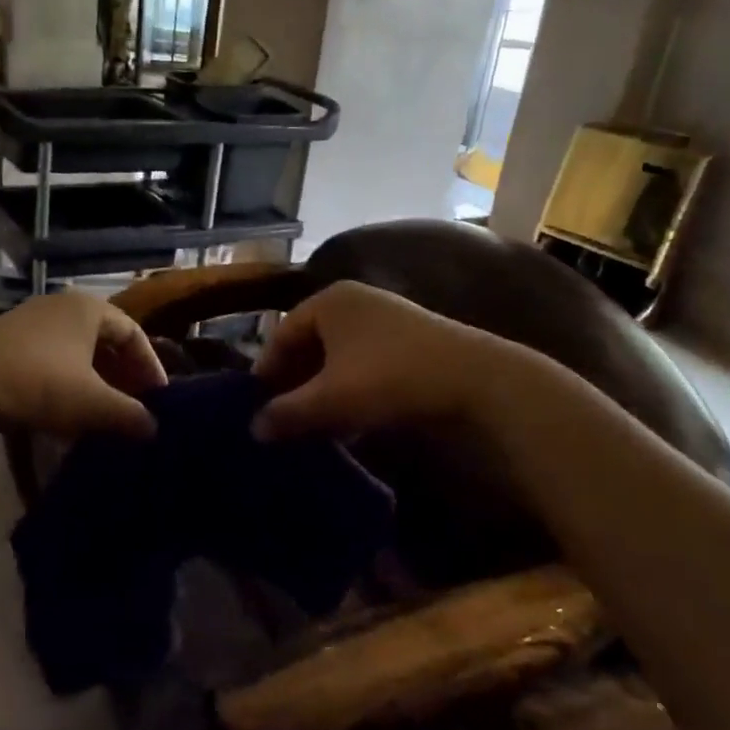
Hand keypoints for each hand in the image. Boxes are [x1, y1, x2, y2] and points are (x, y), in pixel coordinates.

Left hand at [0, 291, 166, 445]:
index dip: (150, 367)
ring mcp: (30, 327)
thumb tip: (153, 429)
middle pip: (104, 343)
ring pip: (76, 357)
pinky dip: (66, 389)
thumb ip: (129, 415)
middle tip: (135, 410)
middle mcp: (60, 308)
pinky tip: (69, 421)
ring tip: (105, 419)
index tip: (159, 400)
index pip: (133, 333)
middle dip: (122, 378)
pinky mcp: (7, 349)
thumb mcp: (92, 403)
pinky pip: (50, 366)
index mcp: (87, 308)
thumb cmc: (38, 383)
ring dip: (95, 387)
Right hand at [251, 282, 521, 441]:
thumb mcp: (330, 400)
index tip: (257, 405)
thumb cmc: (389, 379)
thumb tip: (254, 428)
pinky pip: (364, 362)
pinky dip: (351, 388)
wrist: (475, 380)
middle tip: (284, 416)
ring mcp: (386, 318)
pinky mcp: (410, 340)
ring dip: (323, 389)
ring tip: (315, 423)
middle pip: (310, 343)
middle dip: (296, 382)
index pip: (282, 333)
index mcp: (329, 301)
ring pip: (338, 356)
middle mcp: (355, 301)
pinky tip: (351, 420)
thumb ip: (287, 413)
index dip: (267, 370)